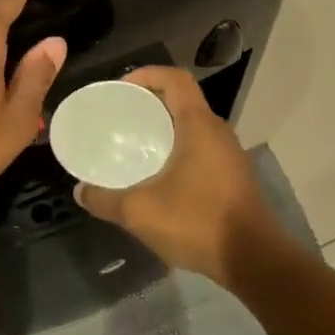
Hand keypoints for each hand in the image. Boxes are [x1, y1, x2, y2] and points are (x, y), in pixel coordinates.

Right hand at [73, 66, 281, 284]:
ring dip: (165, 129)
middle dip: (151, 103)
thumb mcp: (140, 212)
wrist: (254, 260)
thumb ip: (105, 200)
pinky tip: (158, 177)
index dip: (147, 74)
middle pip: (183, 101)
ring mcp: (229, 156)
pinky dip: (178, 151)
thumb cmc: (198, 222)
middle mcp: (218, 132)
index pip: (175, 79)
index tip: (121, 88)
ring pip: (193, 127)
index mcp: (199, 125)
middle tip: (121, 118)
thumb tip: (80, 192)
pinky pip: (201, 150)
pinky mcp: (233, 178)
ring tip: (135, 145)